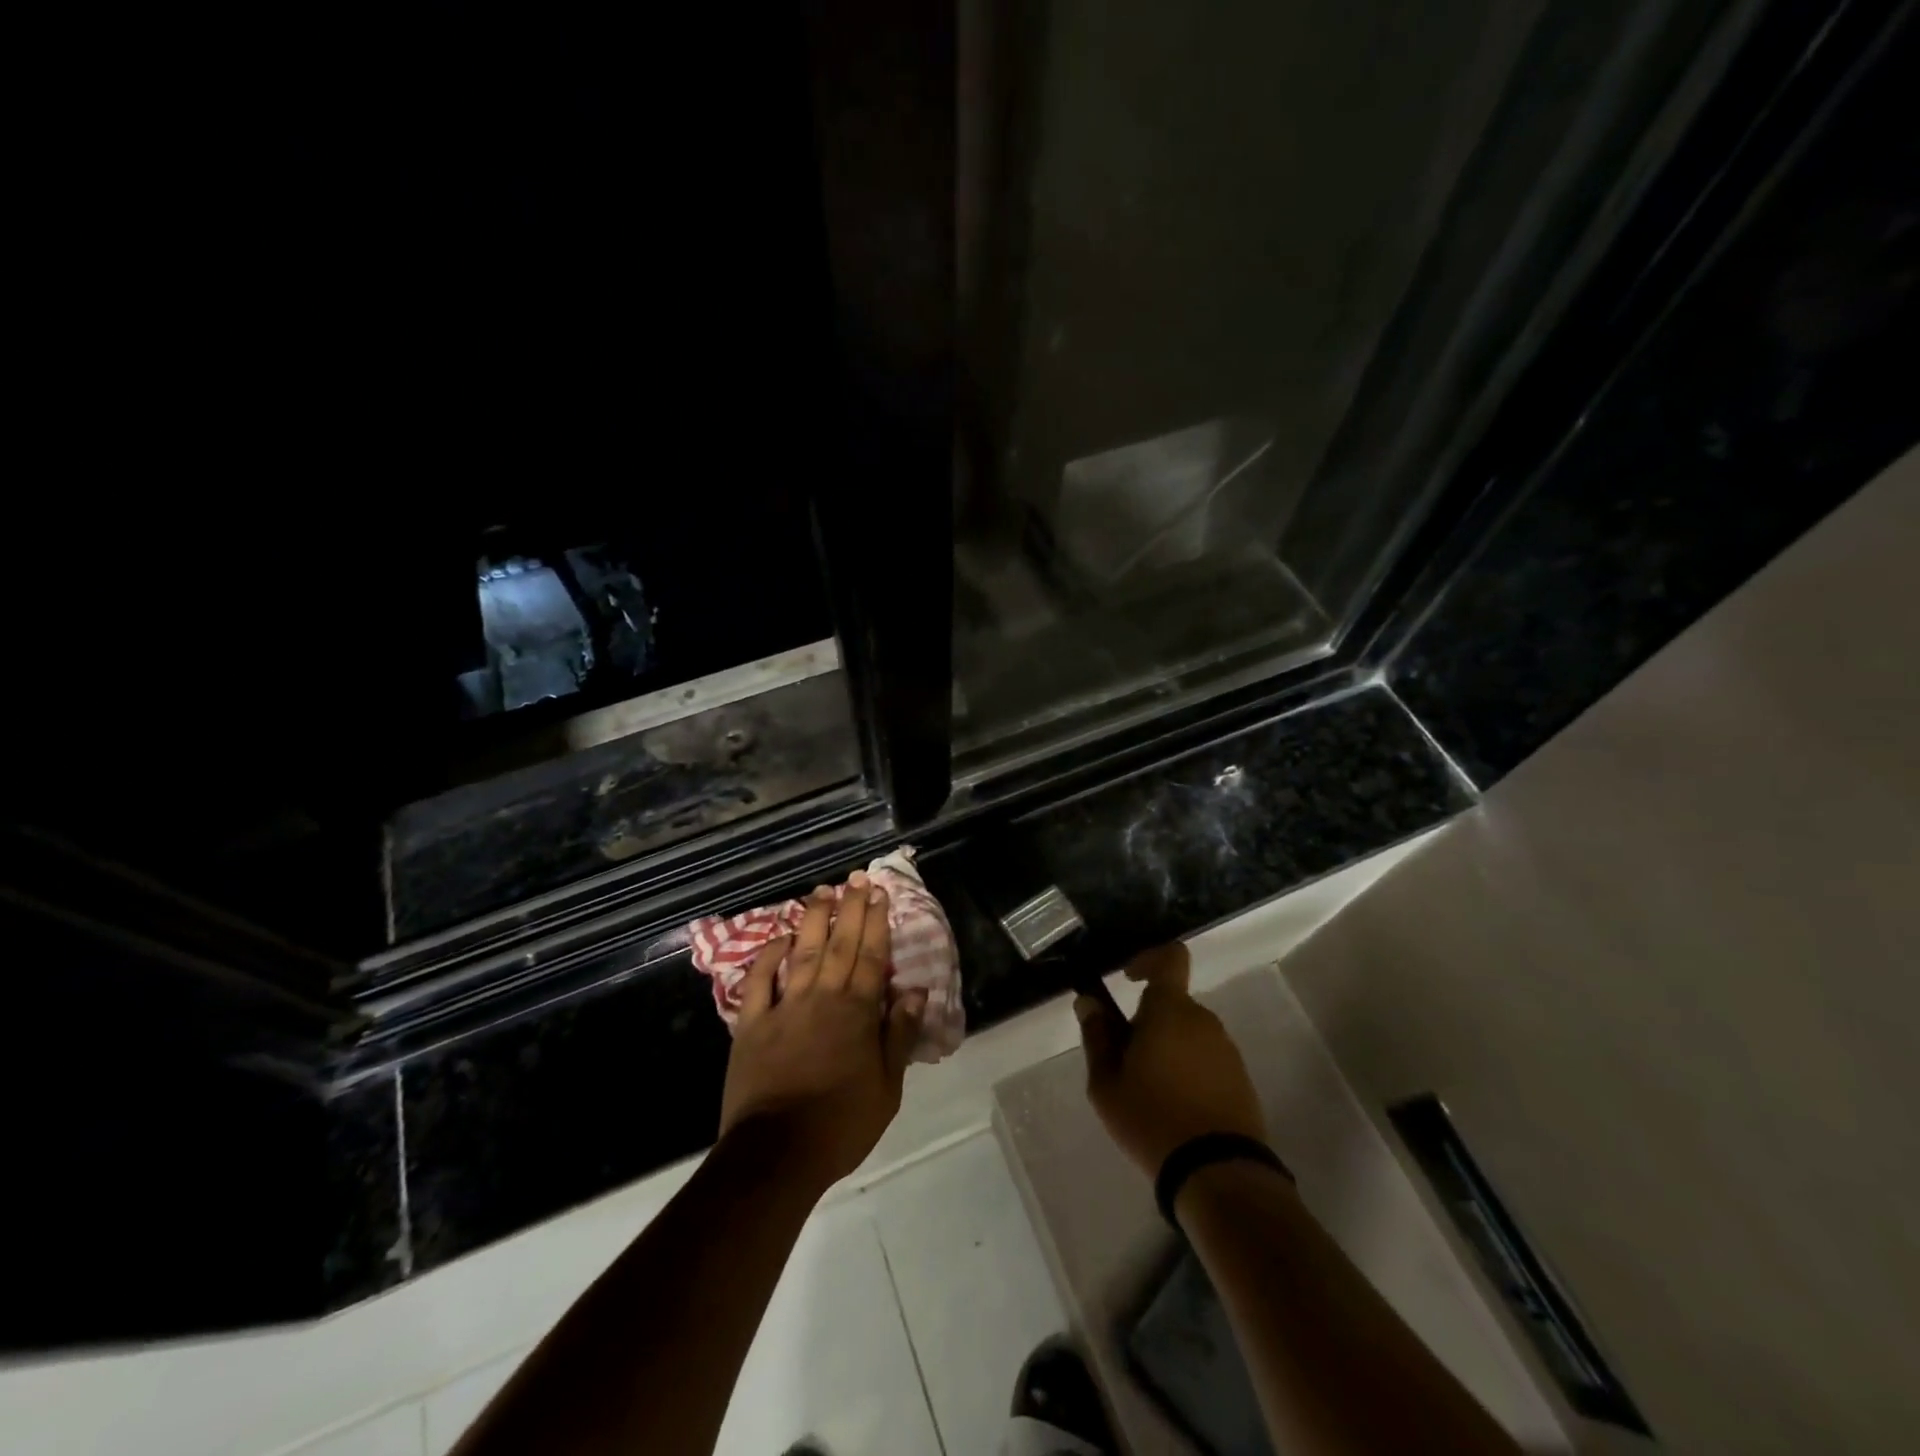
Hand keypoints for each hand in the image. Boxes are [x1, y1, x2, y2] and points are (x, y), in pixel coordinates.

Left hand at [719, 872, 927, 1192]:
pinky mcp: (752, 1023)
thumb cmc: (841, 1124)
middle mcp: (823, 998)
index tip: (880, 894)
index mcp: (858, 1012)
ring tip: (821, 892)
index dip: (877, 923)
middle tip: (856, 879)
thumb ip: (899, 1035)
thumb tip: (916, 992)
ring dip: (813, 920)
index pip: (872, 956)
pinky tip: (778, 938)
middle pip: (840, 944)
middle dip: (850, 909)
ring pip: (802, 952)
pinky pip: (760, 981)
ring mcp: (785, 1007)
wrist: (777, 1153)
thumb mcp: (887, 1087)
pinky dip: (768, 956)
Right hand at [1076, 943, 1266, 1175]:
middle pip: (1171, 1005)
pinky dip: (1188, 1071)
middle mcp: (1204, 1020)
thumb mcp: (1106, 1083)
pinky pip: (1206, 1059)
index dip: (1148, 959)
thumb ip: (1097, 1036)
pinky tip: (1176, 1109)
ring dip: (1167, 1049)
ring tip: (1149, 1093)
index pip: (1170, 958)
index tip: (1128, 980)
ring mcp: (1227, 1050)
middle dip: (1147, 1023)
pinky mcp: (1241, 1080)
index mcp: (1171, 1010)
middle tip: (1125, 1062)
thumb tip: (1089, 1002)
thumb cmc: (1152, 1118)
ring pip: (1188, 1034)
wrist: (1218, 1174)